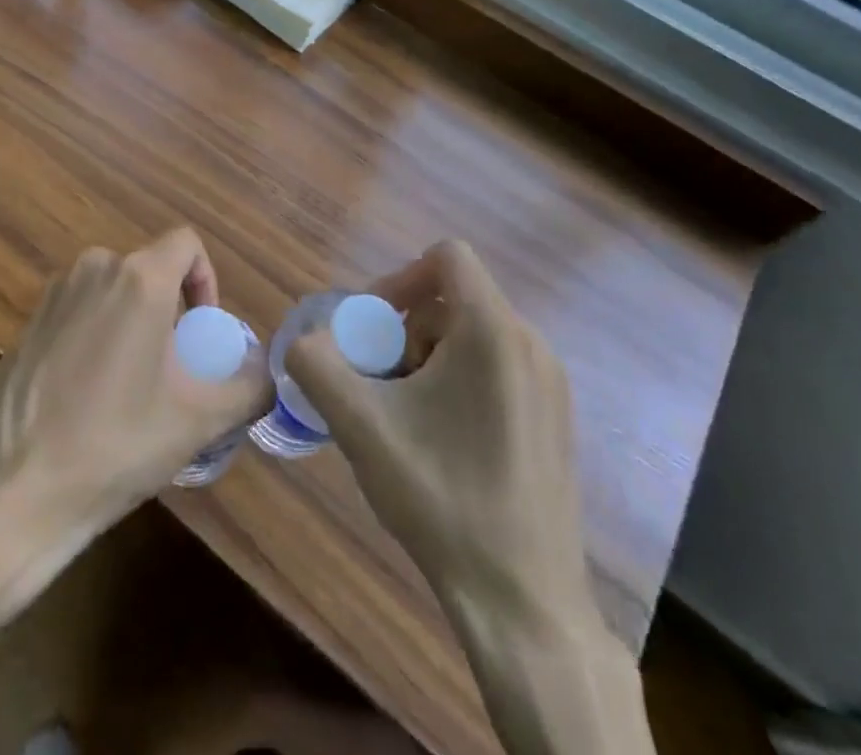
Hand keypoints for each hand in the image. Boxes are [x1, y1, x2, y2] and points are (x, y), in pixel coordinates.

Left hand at [0, 226, 269, 538]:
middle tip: (173, 370)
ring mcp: (55, 293)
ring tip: (134, 388)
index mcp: (138, 278)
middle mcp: (95, 268)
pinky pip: (81, 310)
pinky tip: (89, 396)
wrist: (10, 488)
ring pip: (114, 291)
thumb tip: (270, 374)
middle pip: (150, 270)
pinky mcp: (29, 321)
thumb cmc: (114, 443)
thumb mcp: (198, 421)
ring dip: (134, 324)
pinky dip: (98, 335)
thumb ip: (249, 388)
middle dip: (170, 310)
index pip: (186, 243)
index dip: (206, 280)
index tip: (201, 333)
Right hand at [284, 240, 589, 631]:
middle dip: (405, 330)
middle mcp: (531, 344)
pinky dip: (458, 382)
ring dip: (427, 358)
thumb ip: (317, 364)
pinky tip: (440, 441)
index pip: (446, 256)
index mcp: (493, 332)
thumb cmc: (441, 499)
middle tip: (381, 384)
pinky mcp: (555, 418)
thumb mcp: (360, 425)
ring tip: (406, 417)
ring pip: (472, 335)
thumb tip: (305, 341)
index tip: (373, 327)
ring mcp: (550, 384)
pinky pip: (497, 367)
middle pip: (452, 299)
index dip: (399, 277)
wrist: (523, 604)